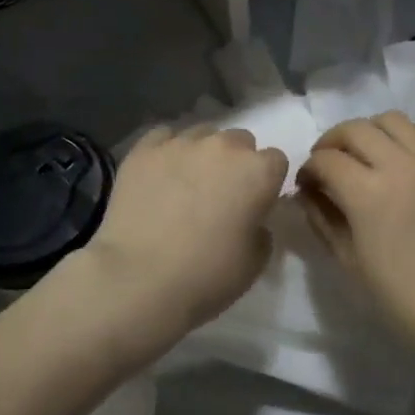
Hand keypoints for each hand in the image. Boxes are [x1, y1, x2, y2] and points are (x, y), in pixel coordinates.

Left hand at [84, 125, 287, 350]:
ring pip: (202, 135)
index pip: (276, 161)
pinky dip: (166, 151)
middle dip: (235, 162)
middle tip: (220, 195)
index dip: (266, 182)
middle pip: (240, 141)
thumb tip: (251, 218)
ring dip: (202, 155)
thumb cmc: (206, 276)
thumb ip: (261, 230)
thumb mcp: (254, 263)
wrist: (138, 279)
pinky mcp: (145, 149)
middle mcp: (224, 146)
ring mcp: (182, 143)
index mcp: (258, 171)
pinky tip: (158, 175)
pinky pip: (163, 137)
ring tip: (185, 185)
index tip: (255, 204)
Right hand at [297, 112, 414, 353]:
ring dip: (370, 132)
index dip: (309, 168)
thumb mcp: (349, 261)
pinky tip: (401, 159)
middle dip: (332, 142)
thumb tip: (308, 193)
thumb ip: (322, 219)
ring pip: (392, 120)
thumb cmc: (401, 297)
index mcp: (368, 192)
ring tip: (366, 155)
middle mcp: (400, 164)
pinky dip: (405, 137)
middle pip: (355, 129)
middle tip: (328, 163)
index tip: (306, 184)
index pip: (326, 159)